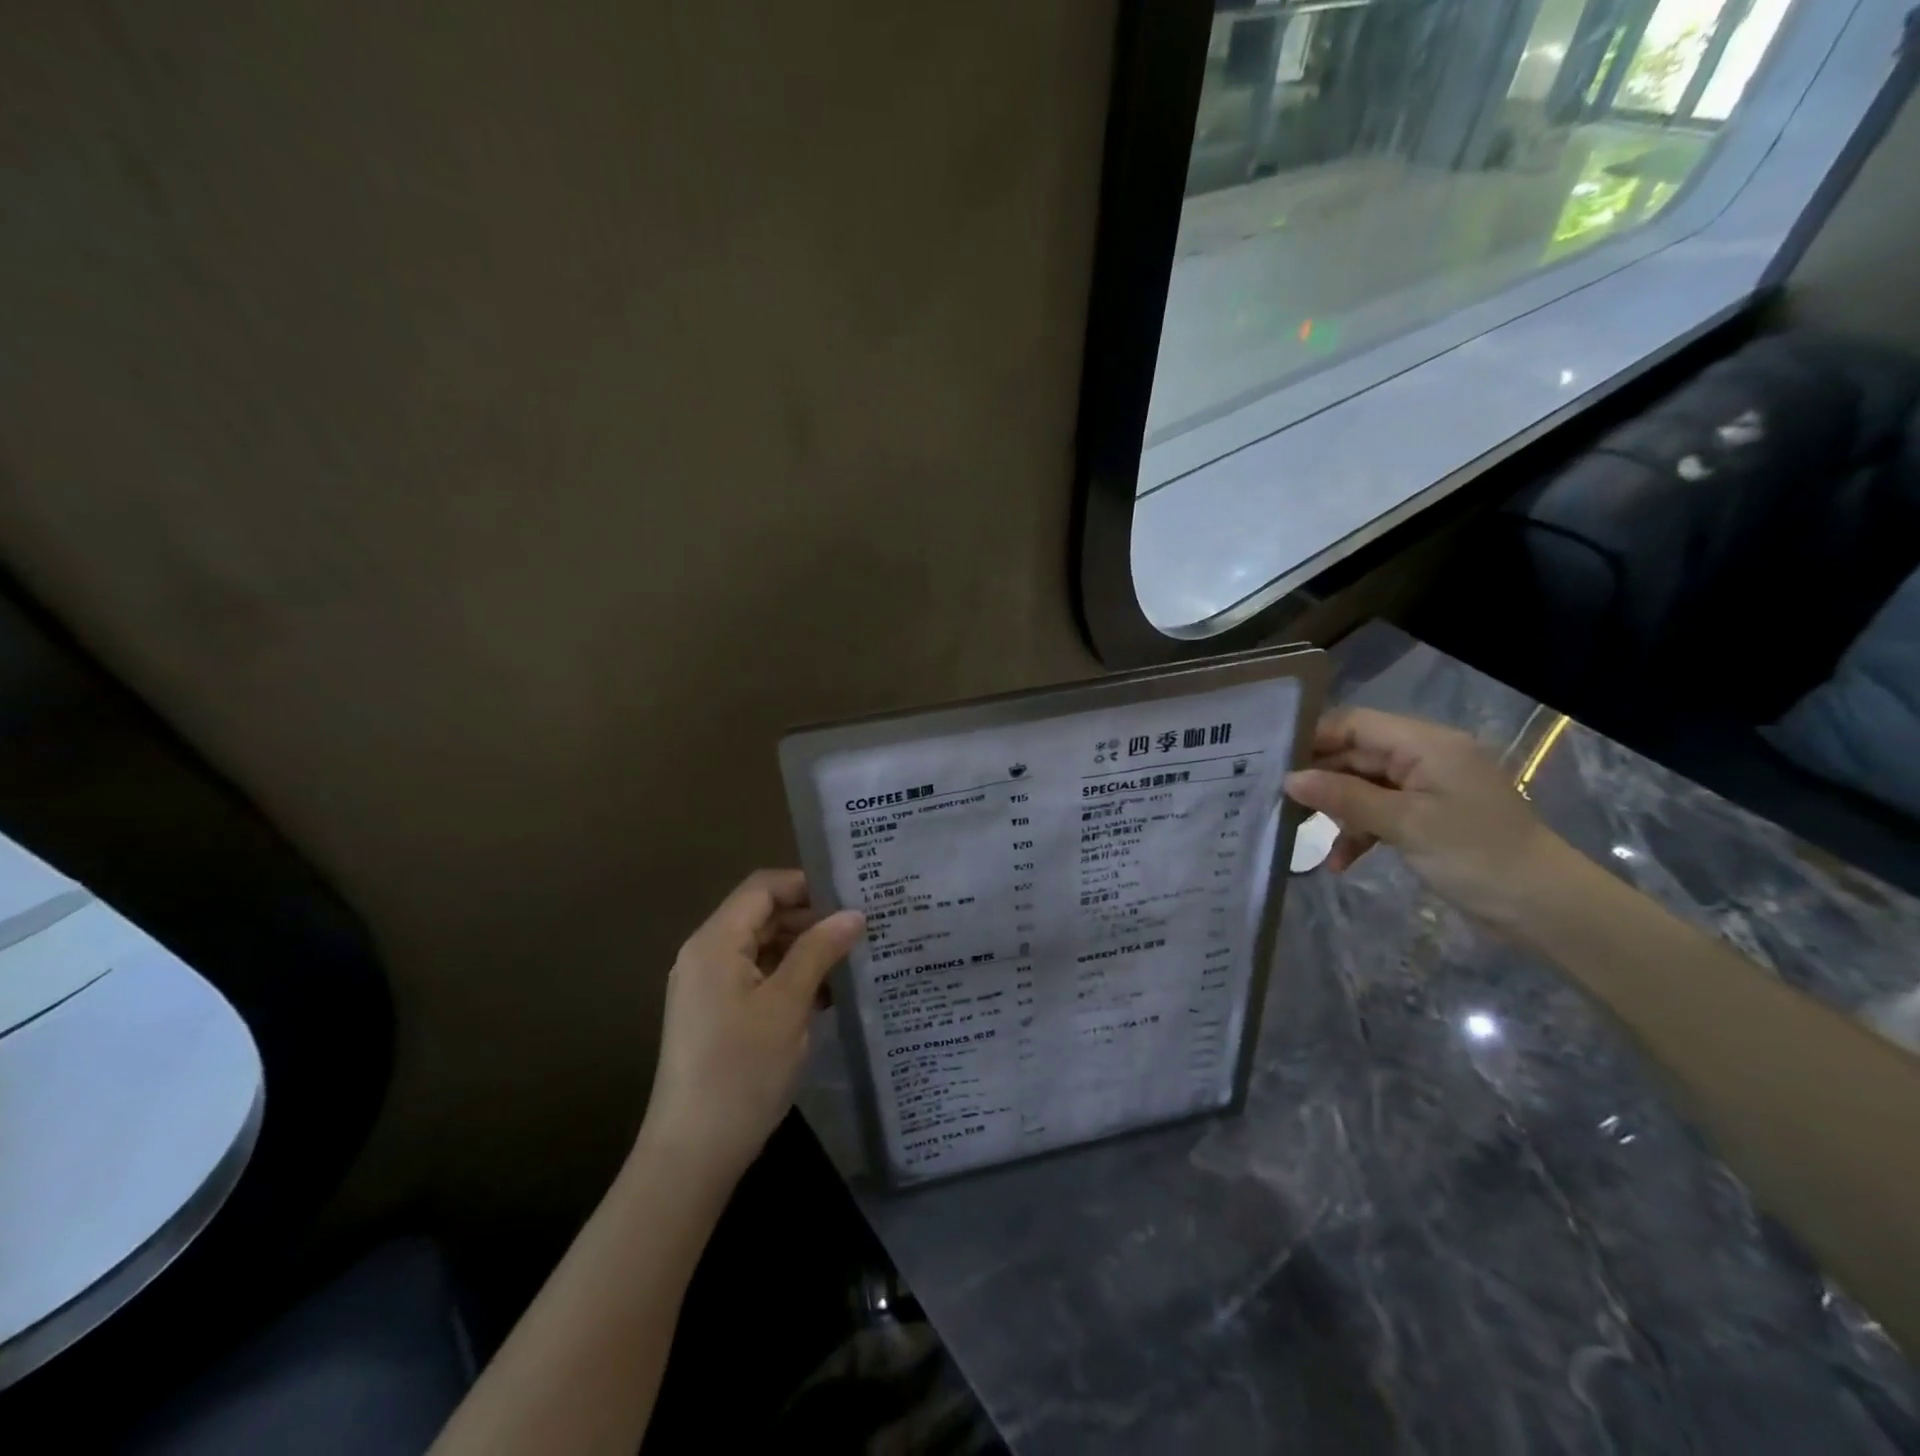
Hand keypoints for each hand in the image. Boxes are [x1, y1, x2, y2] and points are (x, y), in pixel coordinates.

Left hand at [641, 870, 863, 1187]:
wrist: (692, 1154)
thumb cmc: (741, 1071)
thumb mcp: (788, 1005)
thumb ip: (819, 951)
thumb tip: (854, 913)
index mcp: (715, 943)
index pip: (763, 888)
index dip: (806, 884)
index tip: (851, 895)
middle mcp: (706, 955)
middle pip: (762, 915)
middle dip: (810, 918)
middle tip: (861, 929)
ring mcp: (708, 987)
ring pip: (762, 947)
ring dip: (804, 950)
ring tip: (851, 962)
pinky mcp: (716, 1014)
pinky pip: (756, 977)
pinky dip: (789, 978)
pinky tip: (826, 996)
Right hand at [1284, 708, 1578, 929]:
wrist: (1544, 906)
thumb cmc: (1475, 854)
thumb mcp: (1404, 823)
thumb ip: (1344, 797)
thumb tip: (1290, 779)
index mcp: (1426, 744)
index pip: (1355, 724)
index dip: (1314, 738)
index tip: (1273, 761)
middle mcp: (1425, 757)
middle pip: (1356, 755)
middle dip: (1319, 779)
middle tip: (1278, 802)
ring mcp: (1427, 788)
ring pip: (1364, 786)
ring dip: (1336, 810)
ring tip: (1299, 833)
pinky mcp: (1429, 817)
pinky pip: (1382, 813)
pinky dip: (1360, 833)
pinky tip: (1340, 862)